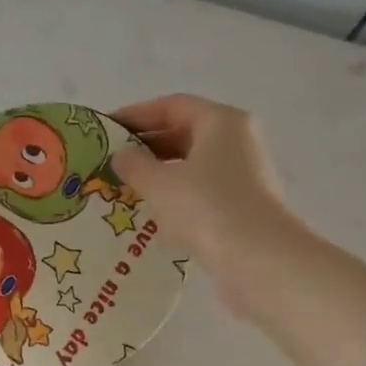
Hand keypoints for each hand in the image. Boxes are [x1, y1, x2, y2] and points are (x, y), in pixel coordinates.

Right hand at [111, 94, 312, 317]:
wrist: (258, 259)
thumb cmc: (206, 207)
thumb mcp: (159, 183)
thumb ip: (134, 164)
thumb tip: (121, 156)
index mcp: (222, 121)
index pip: (172, 106)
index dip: (136, 115)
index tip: (107, 129)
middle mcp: (238, 140)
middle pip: (185, 132)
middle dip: (146, 145)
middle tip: (111, 160)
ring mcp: (244, 174)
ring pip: (193, 163)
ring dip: (159, 172)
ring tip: (124, 186)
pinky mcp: (243, 205)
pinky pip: (202, 190)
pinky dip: (175, 195)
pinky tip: (150, 211)